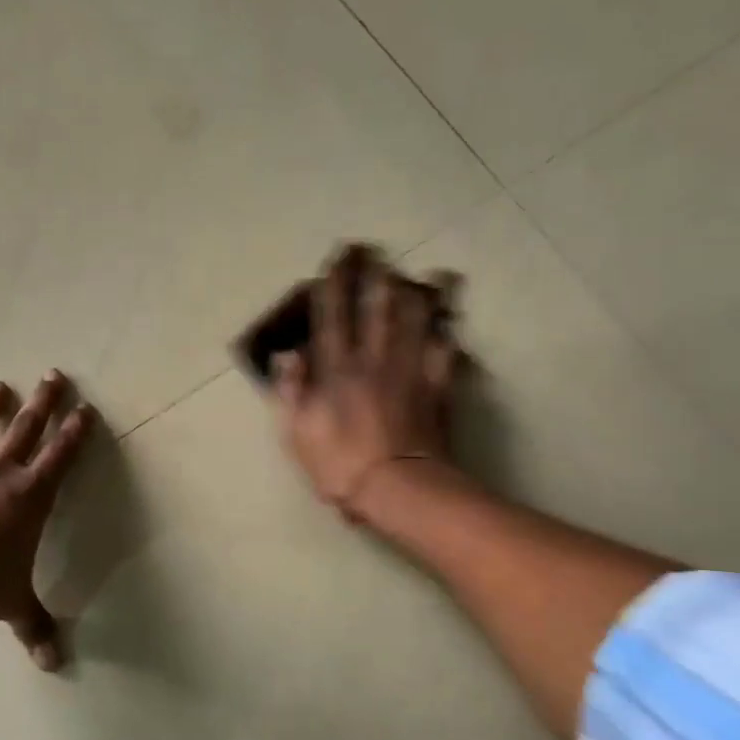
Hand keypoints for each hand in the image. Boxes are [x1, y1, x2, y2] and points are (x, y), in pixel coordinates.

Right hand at [272, 245, 460, 521]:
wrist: (398, 488)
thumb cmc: (340, 464)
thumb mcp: (297, 433)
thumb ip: (292, 389)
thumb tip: (288, 352)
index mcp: (336, 368)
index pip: (332, 315)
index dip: (332, 284)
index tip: (335, 260)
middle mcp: (373, 358)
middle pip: (376, 305)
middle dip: (373, 274)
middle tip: (374, 250)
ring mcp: (409, 368)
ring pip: (414, 318)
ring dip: (415, 291)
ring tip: (421, 273)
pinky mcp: (436, 385)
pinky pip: (444, 349)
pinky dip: (446, 332)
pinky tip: (450, 321)